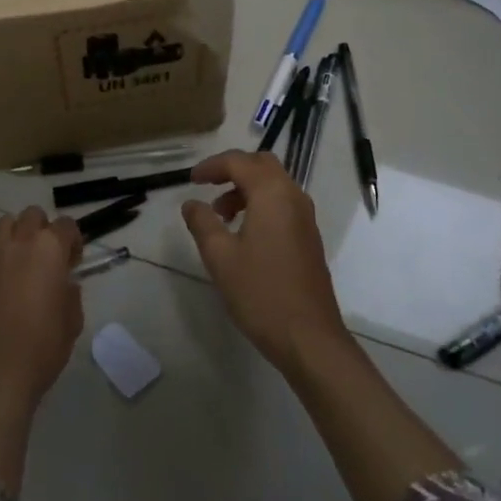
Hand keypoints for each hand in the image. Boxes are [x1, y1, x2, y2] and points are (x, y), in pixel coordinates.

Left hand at [0, 207, 84, 412]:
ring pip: (4, 224)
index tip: (73, 262)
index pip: (66, 225)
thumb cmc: (43, 348)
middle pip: (32, 215)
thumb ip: (71, 293)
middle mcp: (19, 244)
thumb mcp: (73, 321)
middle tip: (48, 257)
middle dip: (43, 229)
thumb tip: (64, 283)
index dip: (73, 241)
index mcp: (49, 249)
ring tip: (21, 261)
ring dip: (16, 234)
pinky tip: (0, 278)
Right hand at [181, 150, 350, 376]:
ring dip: (246, 189)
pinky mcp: (309, 237)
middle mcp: (293, 196)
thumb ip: (202, 223)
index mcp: (272, 193)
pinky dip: (260, 204)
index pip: (239, 162)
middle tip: (208, 188)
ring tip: (221, 217)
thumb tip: (191, 203)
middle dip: (232, 170)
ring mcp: (306, 217)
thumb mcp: (220, 257)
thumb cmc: (261, 293)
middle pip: (261, 164)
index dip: (211, 166)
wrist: (309, 338)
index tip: (191, 180)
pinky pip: (282, 203)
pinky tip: (243, 234)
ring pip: (274, 184)